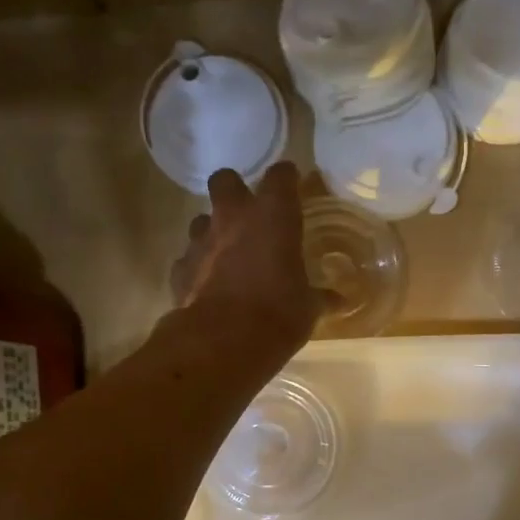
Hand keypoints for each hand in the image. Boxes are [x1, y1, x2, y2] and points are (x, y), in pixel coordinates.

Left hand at [170, 164, 321, 357]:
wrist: (221, 342)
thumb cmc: (277, 315)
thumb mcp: (308, 308)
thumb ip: (320, 297)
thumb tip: (339, 300)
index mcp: (273, 216)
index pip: (281, 176)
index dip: (287, 178)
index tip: (293, 184)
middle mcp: (233, 218)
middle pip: (225, 180)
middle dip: (235, 190)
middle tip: (249, 212)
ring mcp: (201, 241)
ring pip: (202, 219)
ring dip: (214, 231)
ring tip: (228, 254)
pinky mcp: (180, 268)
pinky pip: (188, 258)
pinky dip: (198, 267)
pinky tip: (209, 285)